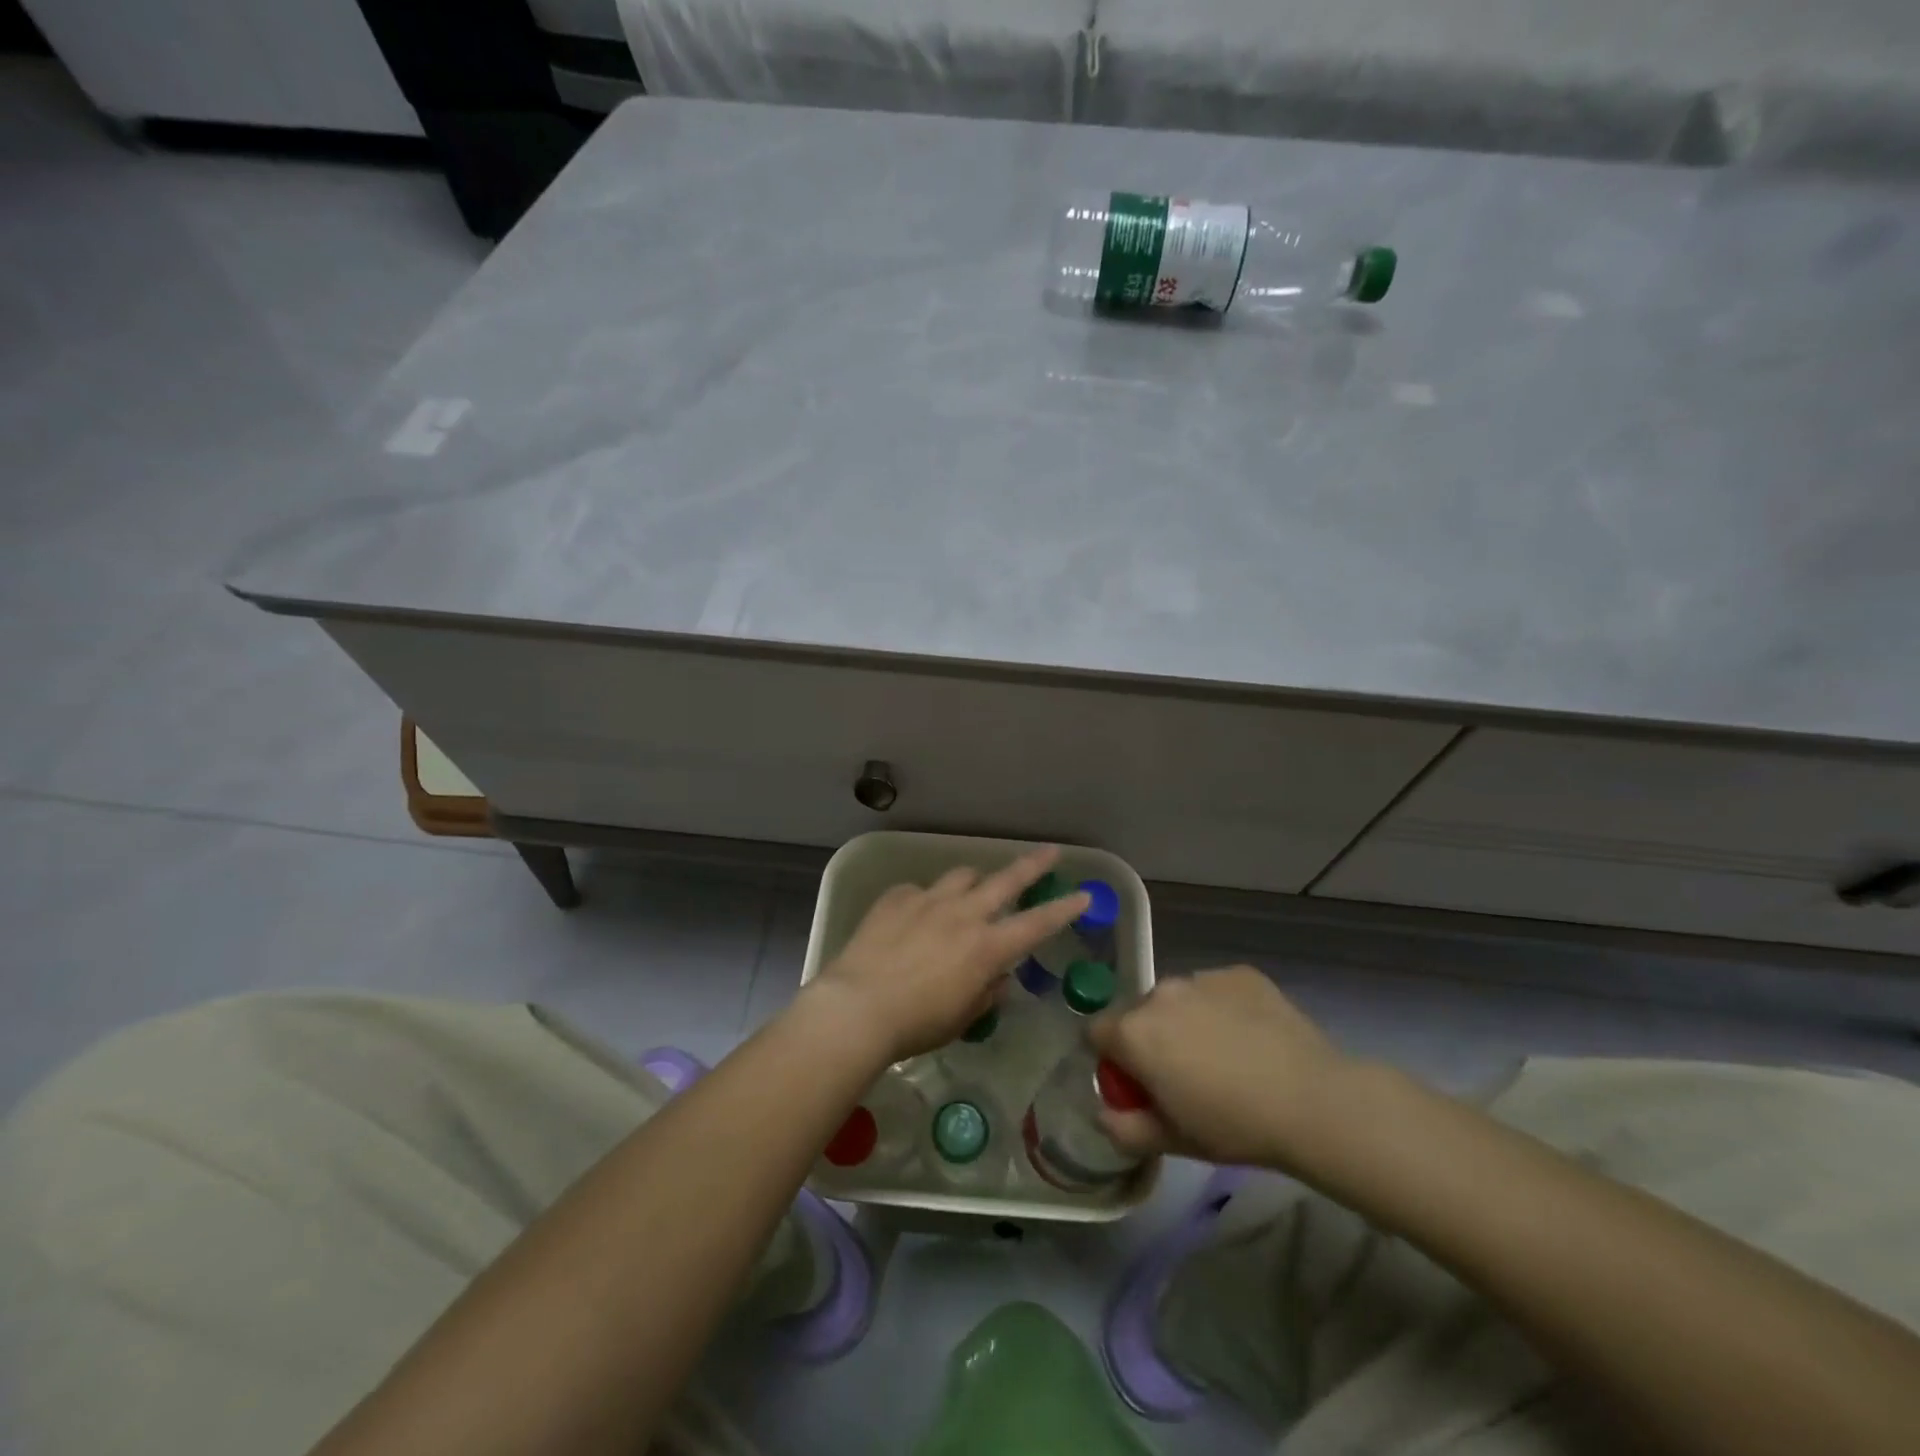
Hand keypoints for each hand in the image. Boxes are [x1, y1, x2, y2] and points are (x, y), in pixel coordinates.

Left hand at [806, 847, 1091, 1065]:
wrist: (858, 1006)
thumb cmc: (916, 1024)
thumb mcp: (962, 1018)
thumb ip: (986, 992)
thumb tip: (997, 977)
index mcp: (986, 947)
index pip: (1037, 923)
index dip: (1064, 909)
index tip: (1083, 894)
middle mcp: (963, 914)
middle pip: (1006, 880)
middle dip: (1032, 865)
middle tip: (1050, 852)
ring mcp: (928, 900)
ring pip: (962, 876)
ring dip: (973, 882)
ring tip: (970, 891)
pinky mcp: (897, 897)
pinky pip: (919, 891)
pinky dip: (925, 901)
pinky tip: (914, 918)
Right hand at [1090, 966, 1353, 1170]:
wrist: (1312, 1100)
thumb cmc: (1234, 1126)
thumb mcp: (1173, 1141)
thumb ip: (1126, 1128)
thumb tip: (1104, 1114)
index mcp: (1134, 1032)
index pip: (1095, 1032)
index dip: (1111, 1059)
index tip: (1137, 1084)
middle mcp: (1160, 994)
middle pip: (1138, 1014)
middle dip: (1150, 1039)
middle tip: (1183, 1075)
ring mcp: (1201, 977)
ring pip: (1178, 999)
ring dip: (1185, 1021)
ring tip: (1223, 1056)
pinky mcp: (1239, 973)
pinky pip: (1215, 989)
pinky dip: (1222, 1009)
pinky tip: (1250, 1038)